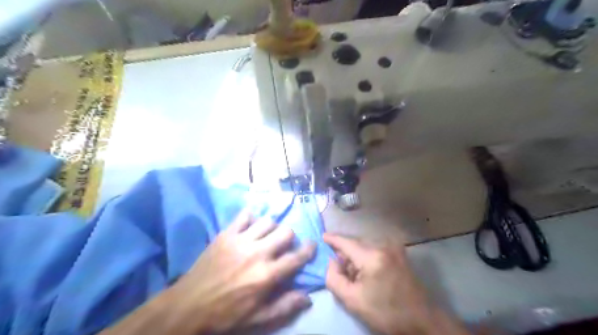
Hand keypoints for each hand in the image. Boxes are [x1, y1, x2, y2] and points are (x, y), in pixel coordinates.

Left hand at [170, 211, 316, 333]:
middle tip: (283, 245)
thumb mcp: (258, 318)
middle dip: (289, 238)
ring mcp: (241, 241)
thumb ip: (285, 306)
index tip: (312, 245)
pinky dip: (251, 217)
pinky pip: (244, 215)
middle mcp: (257, 253)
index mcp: (267, 275)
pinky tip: (250, 226)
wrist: (189, 306)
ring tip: (266, 236)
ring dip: (272, 228)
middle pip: (285, 232)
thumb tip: (308, 296)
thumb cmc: (226, 314)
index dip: (308, 249)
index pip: (296, 257)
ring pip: (268, 221)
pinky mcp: (226, 234)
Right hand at [322, 233, 466, 334]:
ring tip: (354, 275)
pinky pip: (376, 249)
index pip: (346, 242)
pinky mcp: (400, 253)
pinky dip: (366, 257)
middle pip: (355, 243)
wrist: (421, 321)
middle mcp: (383, 246)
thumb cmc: (385, 312)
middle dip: (345, 253)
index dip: (332, 238)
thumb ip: (334, 278)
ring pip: (365, 246)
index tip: (322, 236)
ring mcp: (394, 248)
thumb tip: (332, 261)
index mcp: (372, 256)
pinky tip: (367, 273)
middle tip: (339, 269)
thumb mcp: (353, 300)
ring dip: (356, 256)